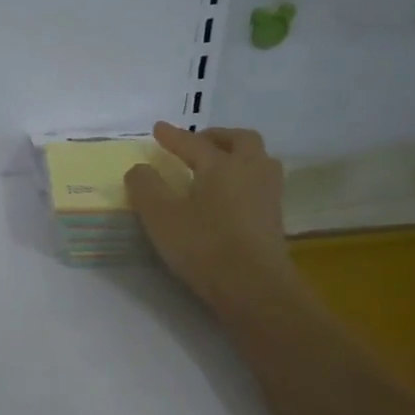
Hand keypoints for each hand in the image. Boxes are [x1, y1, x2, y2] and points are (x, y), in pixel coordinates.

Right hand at [125, 122, 291, 315]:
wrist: (254, 286)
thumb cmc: (204, 246)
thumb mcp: (161, 216)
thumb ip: (146, 187)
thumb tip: (140, 168)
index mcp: (221, 164)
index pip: (193, 142)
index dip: (173, 136)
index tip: (158, 128)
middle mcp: (250, 170)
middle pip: (240, 140)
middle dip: (216, 136)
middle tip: (197, 143)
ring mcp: (268, 193)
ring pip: (258, 159)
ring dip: (237, 154)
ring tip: (217, 166)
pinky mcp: (275, 217)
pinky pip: (261, 183)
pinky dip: (244, 177)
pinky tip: (231, 195)